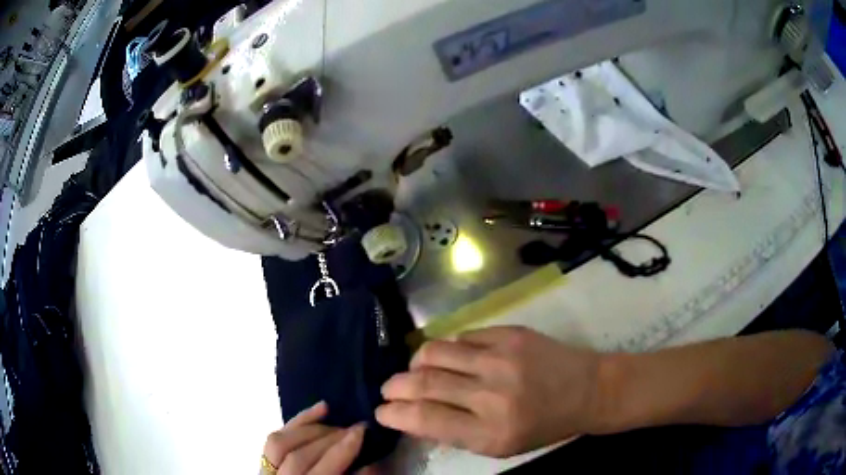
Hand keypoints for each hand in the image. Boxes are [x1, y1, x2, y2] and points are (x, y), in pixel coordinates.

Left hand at [263, 402, 372, 473]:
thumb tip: (372, 463)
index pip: (321, 471)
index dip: (341, 450)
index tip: (362, 431)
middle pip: (300, 455)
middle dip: (330, 438)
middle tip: (355, 426)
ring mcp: (266, 471)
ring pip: (281, 442)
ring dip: (312, 428)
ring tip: (336, 422)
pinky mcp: (264, 459)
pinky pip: (275, 437)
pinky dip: (297, 421)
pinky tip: (321, 409)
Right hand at [376, 326, 603, 457]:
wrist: (587, 390)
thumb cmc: (542, 427)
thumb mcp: (498, 447)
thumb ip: (454, 434)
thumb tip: (413, 417)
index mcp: (489, 432)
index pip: (424, 419)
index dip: (394, 413)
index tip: (382, 411)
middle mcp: (492, 394)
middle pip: (423, 383)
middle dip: (395, 387)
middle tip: (389, 390)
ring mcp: (501, 358)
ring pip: (435, 352)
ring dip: (415, 363)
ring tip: (415, 371)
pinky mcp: (511, 334)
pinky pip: (462, 336)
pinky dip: (448, 349)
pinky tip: (452, 358)